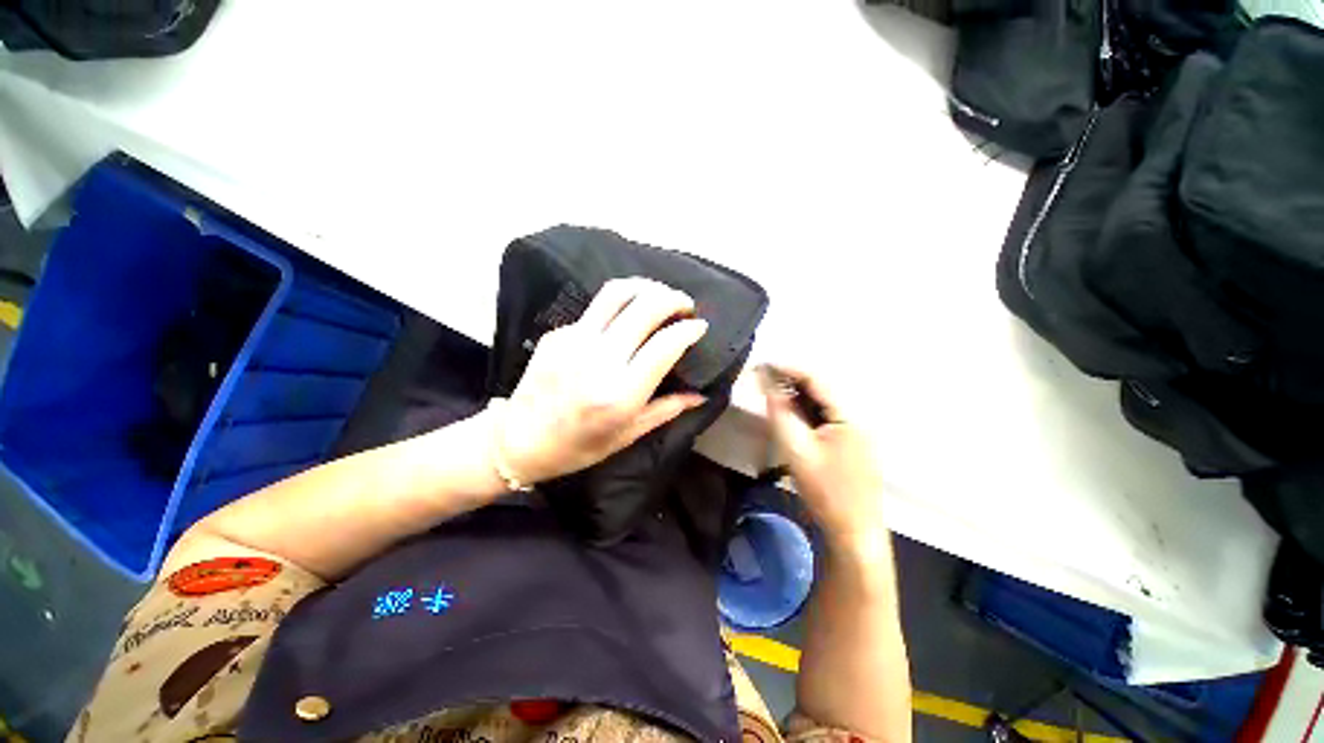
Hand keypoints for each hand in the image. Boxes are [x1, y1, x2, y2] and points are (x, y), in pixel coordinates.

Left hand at [495, 278, 709, 484]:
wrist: (519, 439)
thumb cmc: (579, 446)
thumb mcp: (628, 435)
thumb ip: (667, 410)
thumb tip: (701, 396)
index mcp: (621, 392)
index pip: (665, 345)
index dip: (688, 329)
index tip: (700, 326)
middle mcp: (600, 360)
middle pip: (645, 307)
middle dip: (673, 299)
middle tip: (685, 304)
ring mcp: (575, 340)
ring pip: (617, 293)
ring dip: (646, 287)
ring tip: (659, 294)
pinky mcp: (558, 333)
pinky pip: (596, 309)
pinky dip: (619, 306)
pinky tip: (624, 318)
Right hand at [759, 366, 886, 545]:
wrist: (854, 532)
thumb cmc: (826, 491)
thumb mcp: (796, 449)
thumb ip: (780, 413)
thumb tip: (767, 384)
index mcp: (849, 416)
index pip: (816, 380)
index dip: (788, 369)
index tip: (763, 365)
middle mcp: (857, 418)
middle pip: (820, 390)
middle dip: (790, 382)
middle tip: (762, 378)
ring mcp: (856, 431)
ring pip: (822, 404)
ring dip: (797, 396)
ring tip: (771, 392)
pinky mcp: (850, 443)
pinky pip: (825, 418)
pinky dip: (806, 412)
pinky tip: (790, 415)